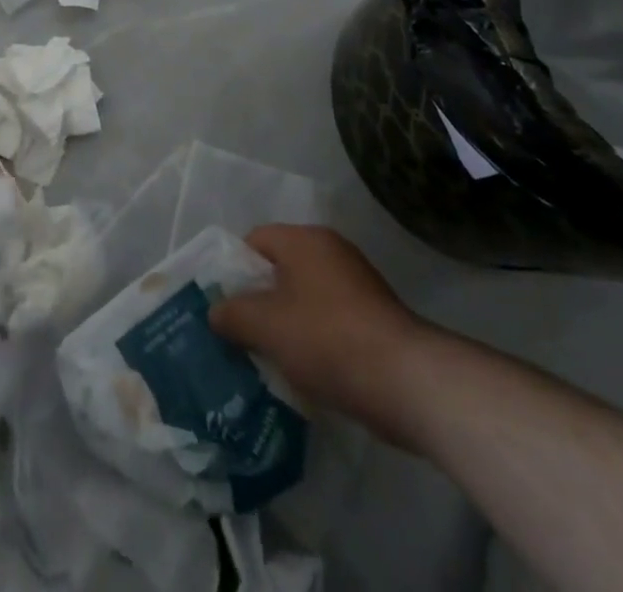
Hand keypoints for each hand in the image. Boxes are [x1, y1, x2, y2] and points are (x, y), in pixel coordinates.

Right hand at [210, 224, 440, 446]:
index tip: (224, 307)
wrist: (408, 382)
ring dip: (287, 324)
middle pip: (280, 269)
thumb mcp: (266, 326)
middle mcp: (332, 251)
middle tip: (240, 335)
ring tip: (269, 359)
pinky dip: (315, 340)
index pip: (254, 241)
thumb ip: (233, 314)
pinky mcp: (376, 317)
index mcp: (304, 240)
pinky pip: (330, 320)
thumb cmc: (327, 339)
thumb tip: (215, 311)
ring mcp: (358, 284)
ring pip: (305, 298)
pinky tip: (306, 372)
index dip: (233, 271)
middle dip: (259, 301)